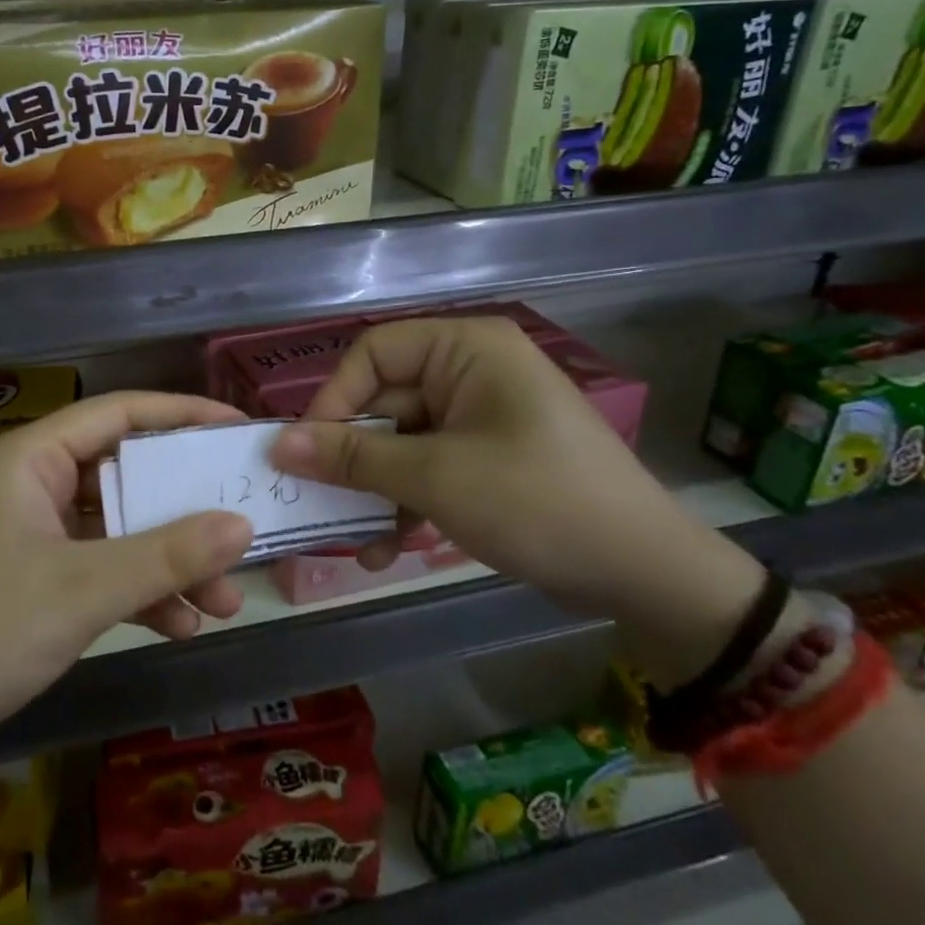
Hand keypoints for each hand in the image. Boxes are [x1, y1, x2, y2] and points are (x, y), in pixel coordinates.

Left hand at [0, 392, 254, 784]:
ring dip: (168, 563)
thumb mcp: (83, 588)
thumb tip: (243, 525)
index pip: (119, 413)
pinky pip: (99, 573)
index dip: (181, 414)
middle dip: (183, 510)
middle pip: (124, 477)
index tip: (236, 430)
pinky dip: (138, 594)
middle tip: (242, 528)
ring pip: (117, 532)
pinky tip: (180, 626)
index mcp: (33, 458)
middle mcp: (33, 486)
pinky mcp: (32, 587)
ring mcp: (32, 538)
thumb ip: (166, 555)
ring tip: (224, 600)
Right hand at [268, 317, 764, 687]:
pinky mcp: (484, 459)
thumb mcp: (437, 478)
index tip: (304, 452)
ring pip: (399, 443)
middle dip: (351, 459)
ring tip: (350, 541)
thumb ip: (353, 458)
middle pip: (383, 403)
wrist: (648, 576)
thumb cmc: (538, 502)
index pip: (373, 354)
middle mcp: (469, 372)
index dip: (334, 399)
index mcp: (465, 349)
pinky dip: (404, 504)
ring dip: (373, 491)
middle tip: (313, 503)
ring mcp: (478, 418)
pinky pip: (426, 469)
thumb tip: (277, 444)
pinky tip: (383, 549)